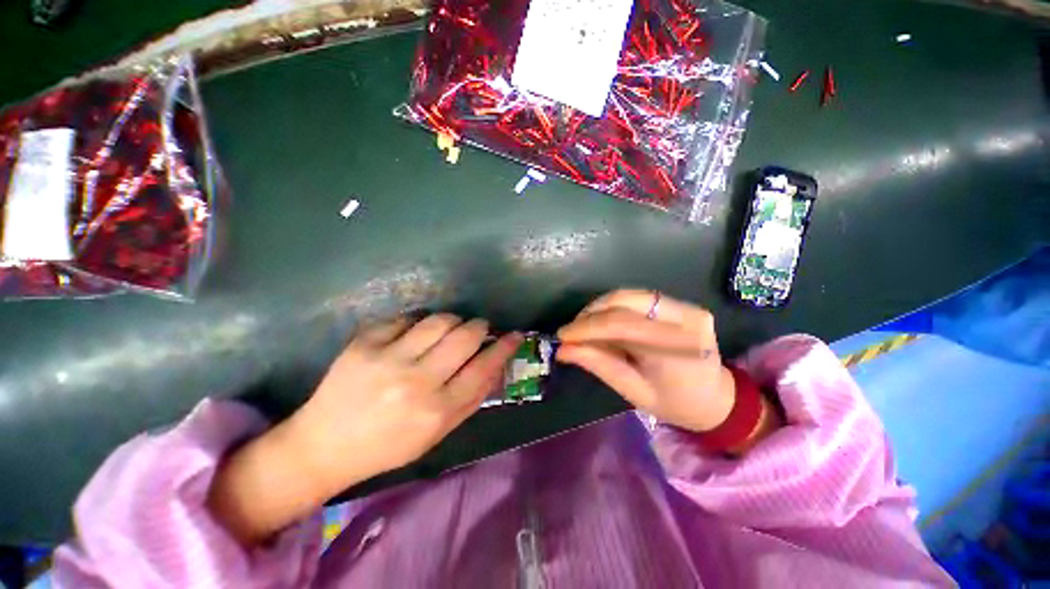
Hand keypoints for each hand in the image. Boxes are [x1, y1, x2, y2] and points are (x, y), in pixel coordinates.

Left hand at [209, 315, 521, 545]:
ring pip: (439, 320)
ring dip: (453, 321)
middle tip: (479, 329)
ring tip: (450, 329)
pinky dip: (418, 324)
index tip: (514, 335)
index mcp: (435, 410)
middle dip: (480, 327)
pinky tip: (414, 336)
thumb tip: (496, 365)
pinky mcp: (365, 342)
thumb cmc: (388, 445)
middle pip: (465, 336)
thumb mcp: (437, 433)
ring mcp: (387, 358)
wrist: (324, 445)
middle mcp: (415, 381)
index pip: (483, 368)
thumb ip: (472, 399)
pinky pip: (407, 319)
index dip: (504, 347)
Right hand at [557, 290, 735, 432]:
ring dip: (600, 307)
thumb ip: (599, 364)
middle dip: (591, 313)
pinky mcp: (682, 304)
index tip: (562, 335)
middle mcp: (686, 319)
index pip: (622, 325)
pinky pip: (638, 298)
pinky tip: (602, 320)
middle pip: (625, 301)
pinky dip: (614, 307)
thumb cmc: (675, 403)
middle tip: (571, 330)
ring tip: (583, 325)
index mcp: (678, 349)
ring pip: (629, 295)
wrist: (717, 398)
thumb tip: (564, 349)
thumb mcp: (634, 391)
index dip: (587, 327)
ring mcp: (687, 307)